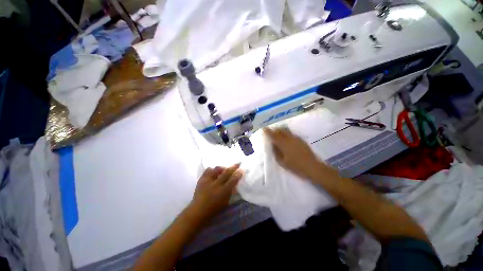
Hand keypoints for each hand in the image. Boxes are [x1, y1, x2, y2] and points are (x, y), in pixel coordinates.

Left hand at [187, 164, 243, 222]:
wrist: (198, 211)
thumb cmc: (214, 209)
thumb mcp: (225, 202)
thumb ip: (231, 192)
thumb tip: (235, 183)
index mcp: (223, 191)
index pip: (233, 180)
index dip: (238, 174)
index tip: (242, 169)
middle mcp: (216, 184)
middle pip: (226, 172)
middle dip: (233, 167)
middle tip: (238, 163)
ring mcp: (208, 181)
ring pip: (217, 169)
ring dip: (222, 168)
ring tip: (224, 169)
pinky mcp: (201, 179)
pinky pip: (208, 170)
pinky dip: (212, 170)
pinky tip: (214, 172)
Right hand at [263, 127, 334, 180]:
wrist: (313, 167)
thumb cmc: (296, 166)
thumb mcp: (282, 162)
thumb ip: (276, 152)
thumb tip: (272, 144)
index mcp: (283, 144)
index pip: (273, 135)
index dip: (268, 131)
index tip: (264, 128)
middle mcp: (289, 138)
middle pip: (280, 130)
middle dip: (274, 129)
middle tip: (270, 131)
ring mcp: (296, 138)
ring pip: (286, 130)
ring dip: (280, 130)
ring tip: (277, 134)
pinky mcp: (301, 139)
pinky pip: (291, 133)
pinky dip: (286, 133)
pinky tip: (286, 138)